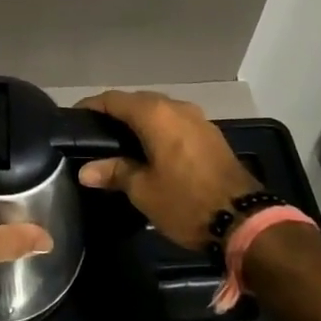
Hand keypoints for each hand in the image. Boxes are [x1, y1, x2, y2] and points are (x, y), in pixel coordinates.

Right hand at [75, 91, 259, 249]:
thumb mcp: (143, 191)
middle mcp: (176, 107)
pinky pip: (175, 123)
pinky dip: (158, 130)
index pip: (113, 99)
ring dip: (138, 122)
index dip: (91, 106)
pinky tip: (149, 151)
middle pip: (137, 101)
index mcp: (155, 114)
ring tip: (118, 144)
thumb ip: (114, 172)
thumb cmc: (186, 202)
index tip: (74, 119)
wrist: (245, 220)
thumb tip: (86, 171)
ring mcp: (197, 119)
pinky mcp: (210, 134)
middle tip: (94, 134)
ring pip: (158, 111)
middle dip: (114, 113)